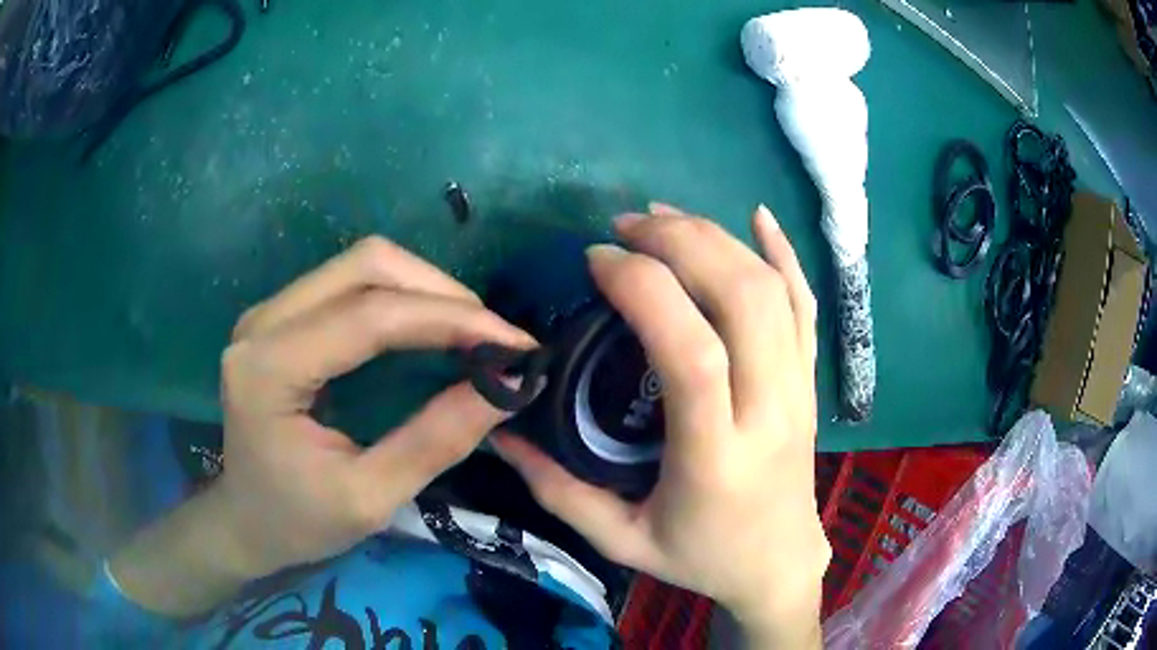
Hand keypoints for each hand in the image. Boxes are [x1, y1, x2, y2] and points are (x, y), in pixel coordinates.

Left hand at [111, 236, 533, 615]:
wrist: (246, 519)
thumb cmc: (299, 521)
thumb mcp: (370, 499)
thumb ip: (435, 441)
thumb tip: (510, 386)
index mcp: (269, 369)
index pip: (368, 316)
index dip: (450, 320)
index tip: (515, 343)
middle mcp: (263, 322)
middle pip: (366, 266)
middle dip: (441, 293)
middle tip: (493, 337)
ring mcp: (270, 312)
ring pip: (361, 264)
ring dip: (425, 289)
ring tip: (471, 332)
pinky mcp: (282, 316)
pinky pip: (351, 281)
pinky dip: (402, 296)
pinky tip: (430, 327)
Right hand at [492, 204, 829, 647]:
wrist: (779, 563)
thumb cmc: (702, 557)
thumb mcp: (621, 540)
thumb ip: (556, 489)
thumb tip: (498, 432)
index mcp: (716, 457)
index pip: (692, 352)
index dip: (645, 291)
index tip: (598, 263)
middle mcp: (770, 411)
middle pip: (743, 299)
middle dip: (680, 244)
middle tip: (625, 228)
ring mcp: (799, 389)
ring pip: (774, 290)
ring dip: (718, 239)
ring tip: (663, 220)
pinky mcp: (810, 379)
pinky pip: (808, 304)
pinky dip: (785, 253)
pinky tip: (759, 216)